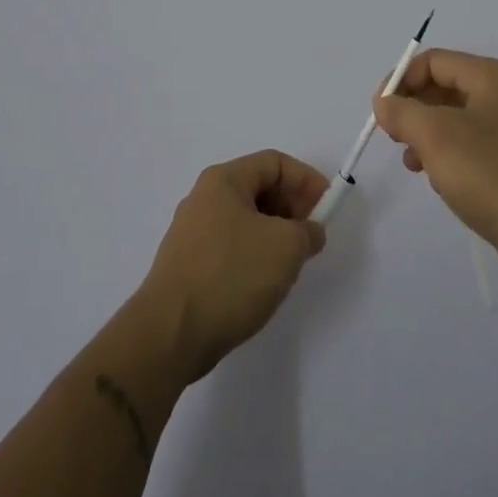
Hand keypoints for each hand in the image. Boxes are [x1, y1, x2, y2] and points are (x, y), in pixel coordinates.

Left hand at [135, 150, 328, 382]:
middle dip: (292, 207)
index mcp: (224, 181)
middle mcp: (204, 198)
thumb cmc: (231, 275)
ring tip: (293, 262)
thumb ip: (308, 231)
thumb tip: (309, 232)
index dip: (306, 180)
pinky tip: (264, 282)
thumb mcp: (286, 247)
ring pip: (246, 219)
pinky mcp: (188, 263)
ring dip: (276, 233)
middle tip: (313, 236)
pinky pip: (231, 245)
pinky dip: (255, 253)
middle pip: (259, 188)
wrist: (170, 333)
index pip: (274, 163)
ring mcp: (192, 232)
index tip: (327, 208)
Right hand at [374, 49, 497, 286]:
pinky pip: (471, 144)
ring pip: (455, 118)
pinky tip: (438, 179)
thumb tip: (384, 103)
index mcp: (491, 77)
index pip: (434, 61)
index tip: (380, 111)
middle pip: (444, 87)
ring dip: (426, 134)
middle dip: (413, 108)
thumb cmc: (488, 173)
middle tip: (393, 136)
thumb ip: (402, 112)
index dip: (401, 80)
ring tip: (412, 162)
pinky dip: (447, 154)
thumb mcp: (434, 136)